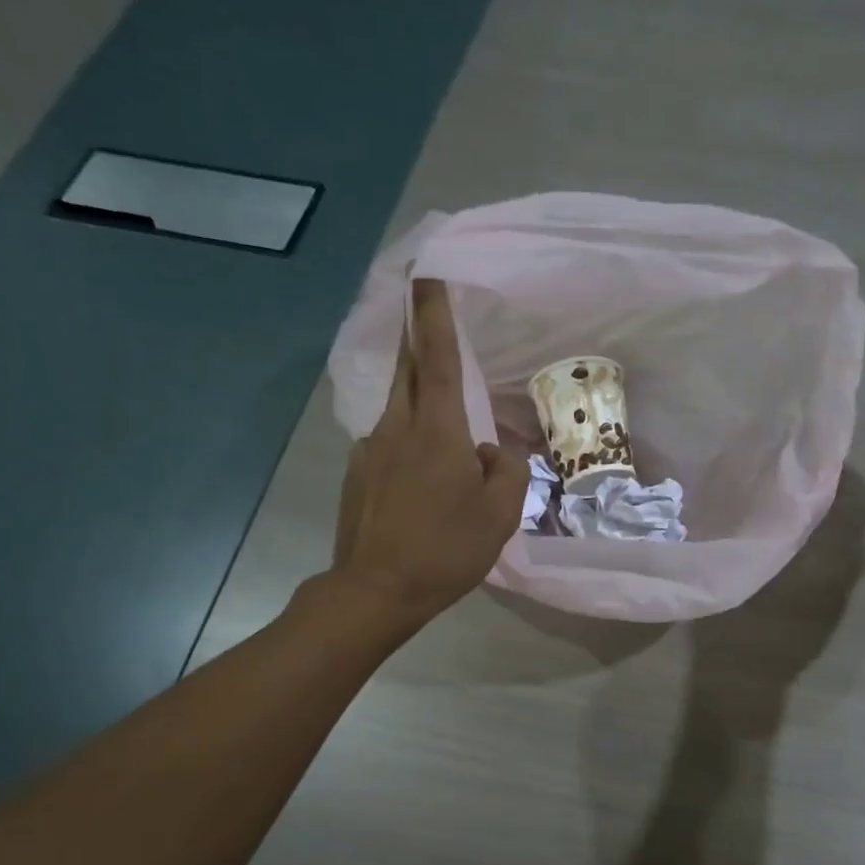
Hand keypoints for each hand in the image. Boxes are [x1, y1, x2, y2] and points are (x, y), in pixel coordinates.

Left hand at [328, 279, 527, 632]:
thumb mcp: (500, 514)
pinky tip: (420, 474)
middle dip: (416, 334)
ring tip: (440, 411)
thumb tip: (490, 450)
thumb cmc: (446, 549)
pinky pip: (388, 441)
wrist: (376, 590)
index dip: (434, 313)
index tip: (427, 274)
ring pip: (398, 406)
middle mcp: (398, 427)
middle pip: (408, 368)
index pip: (439, 357)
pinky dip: (408, 440)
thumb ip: (506, 470)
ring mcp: (371, 449)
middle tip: (424, 313)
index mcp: (437, 430)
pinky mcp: (358, 474)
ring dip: (416, 392)